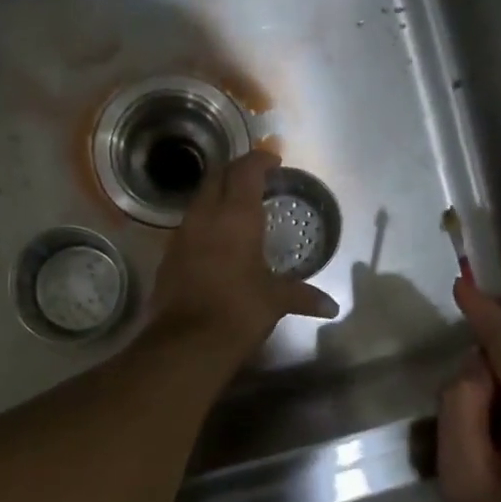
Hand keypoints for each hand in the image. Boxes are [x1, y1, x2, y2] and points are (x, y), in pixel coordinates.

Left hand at [149, 149, 338, 359]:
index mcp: (236, 216)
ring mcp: (182, 234)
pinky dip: (205, 220)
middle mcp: (206, 216)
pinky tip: (216, 239)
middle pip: (217, 175)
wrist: (186, 342)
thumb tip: (331, 307)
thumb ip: (303, 296)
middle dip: (236, 170)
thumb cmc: (239, 311)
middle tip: (255, 178)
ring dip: (217, 194)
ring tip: (237, 206)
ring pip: (199, 199)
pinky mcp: (169, 255)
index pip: (246, 170)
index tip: (273, 159)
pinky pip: (189, 224)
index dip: (260, 159)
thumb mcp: (275, 301)